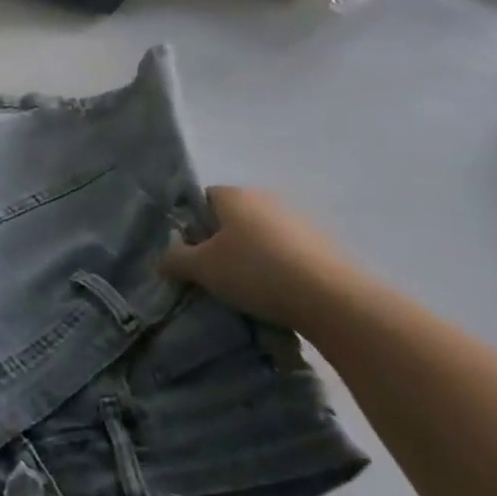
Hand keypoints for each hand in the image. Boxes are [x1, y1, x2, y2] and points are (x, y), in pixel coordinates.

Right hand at [160, 187, 363, 329]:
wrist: (333, 300)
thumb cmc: (256, 272)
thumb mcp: (202, 269)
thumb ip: (175, 260)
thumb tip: (163, 260)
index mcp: (235, 195)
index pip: (203, 199)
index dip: (193, 224)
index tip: (191, 253)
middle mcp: (267, 199)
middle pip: (234, 218)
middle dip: (222, 242)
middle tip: (214, 273)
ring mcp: (301, 221)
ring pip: (263, 236)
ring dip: (254, 256)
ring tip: (248, 289)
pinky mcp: (326, 246)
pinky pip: (290, 254)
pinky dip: (281, 269)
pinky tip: (278, 295)